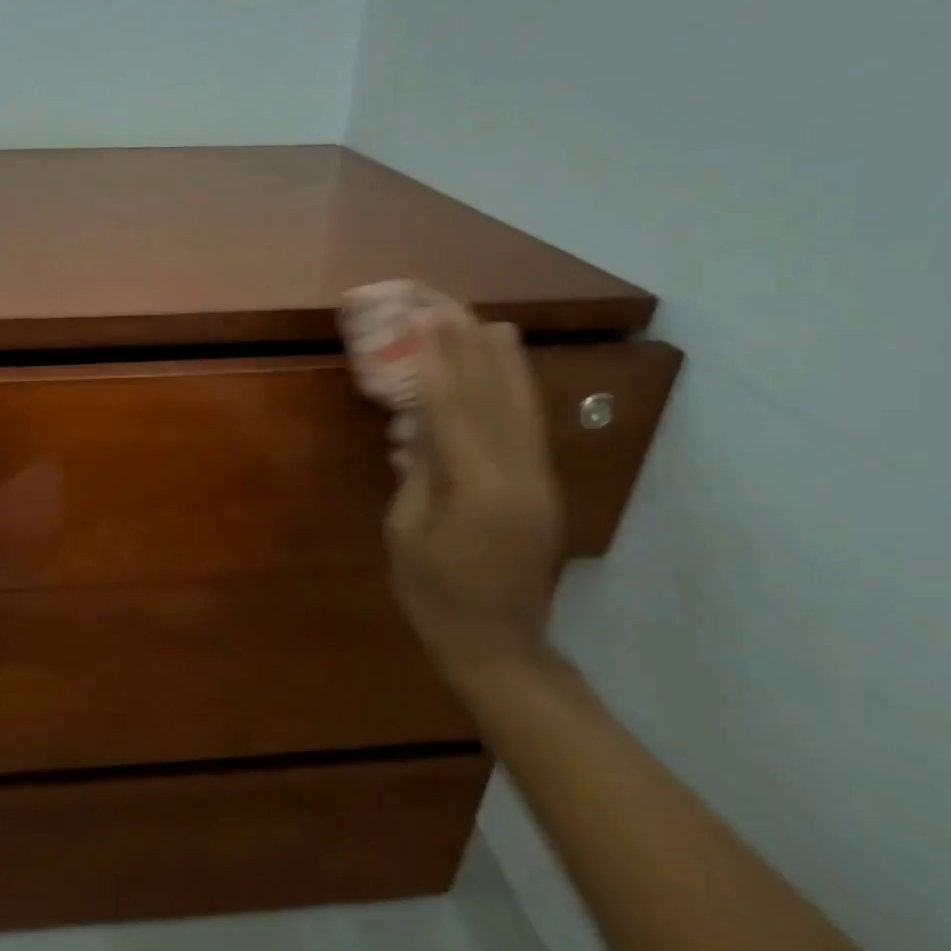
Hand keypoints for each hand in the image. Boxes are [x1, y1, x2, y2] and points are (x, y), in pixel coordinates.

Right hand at [387, 315, 561, 681]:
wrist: (499, 645)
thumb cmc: (434, 594)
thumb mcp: (407, 531)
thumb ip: (418, 472)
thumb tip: (421, 425)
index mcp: (478, 489)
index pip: (455, 409)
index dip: (437, 360)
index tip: (423, 318)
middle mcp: (518, 475)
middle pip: (495, 396)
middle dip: (470, 346)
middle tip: (448, 305)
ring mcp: (539, 481)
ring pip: (522, 407)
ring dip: (503, 361)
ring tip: (488, 321)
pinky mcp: (543, 488)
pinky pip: (527, 427)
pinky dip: (515, 391)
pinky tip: (507, 371)